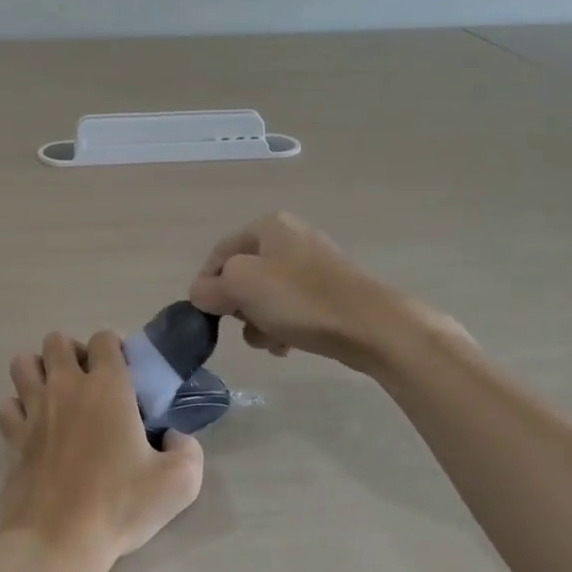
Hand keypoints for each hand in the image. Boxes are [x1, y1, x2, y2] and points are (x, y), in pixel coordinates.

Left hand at [0, 330, 203, 571]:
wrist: (56, 542)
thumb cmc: (118, 506)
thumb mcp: (179, 483)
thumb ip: (189, 451)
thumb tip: (176, 438)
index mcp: (108, 387)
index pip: (104, 339)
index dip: (115, 348)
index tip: (126, 374)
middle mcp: (66, 387)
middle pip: (57, 341)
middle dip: (73, 352)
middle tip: (90, 384)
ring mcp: (33, 410)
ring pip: (23, 363)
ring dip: (39, 371)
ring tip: (58, 397)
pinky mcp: (11, 437)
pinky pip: (7, 405)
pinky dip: (18, 409)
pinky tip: (34, 428)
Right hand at [188, 211, 432, 370]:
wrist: (369, 325)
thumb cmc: (300, 299)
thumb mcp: (241, 286)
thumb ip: (210, 287)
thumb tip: (202, 293)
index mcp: (268, 226)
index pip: (219, 254)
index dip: (207, 285)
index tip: (208, 316)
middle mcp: (290, 238)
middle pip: (243, 276)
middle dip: (239, 307)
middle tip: (247, 326)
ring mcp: (313, 265)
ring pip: (266, 297)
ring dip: (260, 322)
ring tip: (271, 340)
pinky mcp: (329, 291)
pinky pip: (291, 308)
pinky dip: (283, 326)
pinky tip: (288, 345)